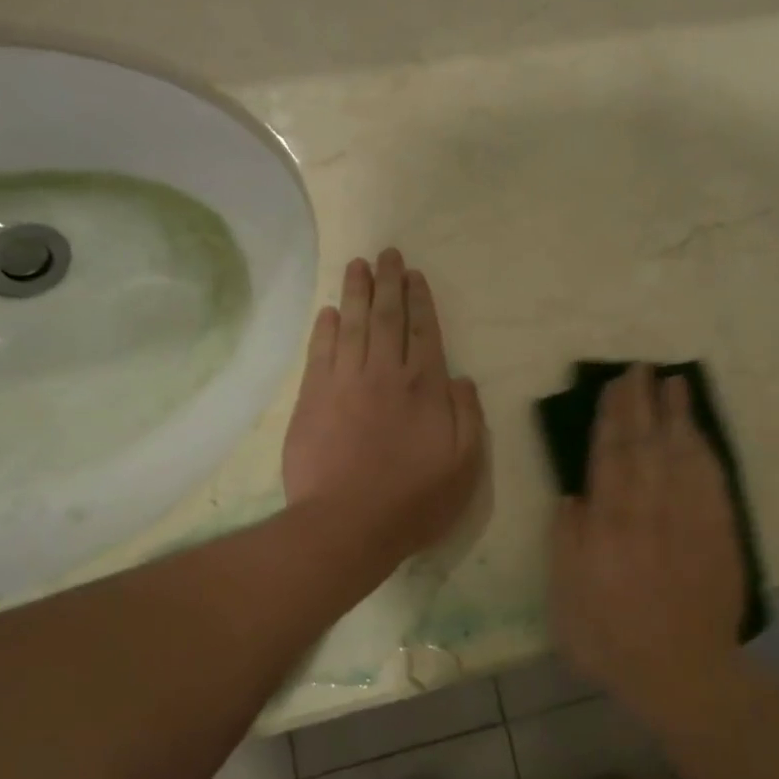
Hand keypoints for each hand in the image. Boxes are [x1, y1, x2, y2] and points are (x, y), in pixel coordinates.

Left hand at [282, 250, 485, 569]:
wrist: (346, 525)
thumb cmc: (413, 500)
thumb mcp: (464, 465)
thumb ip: (467, 416)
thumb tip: (460, 379)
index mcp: (424, 388)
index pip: (424, 332)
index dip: (420, 301)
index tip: (415, 275)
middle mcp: (384, 374)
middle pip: (386, 318)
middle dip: (387, 283)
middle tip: (386, 253)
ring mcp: (344, 383)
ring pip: (351, 326)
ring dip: (355, 293)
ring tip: (357, 265)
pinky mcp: (312, 399)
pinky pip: (320, 352)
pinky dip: (325, 329)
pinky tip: (329, 312)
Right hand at [549, 365, 742, 702]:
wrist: (681, 671)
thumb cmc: (612, 640)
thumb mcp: (565, 601)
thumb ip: (567, 544)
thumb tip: (572, 497)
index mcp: (608, 525)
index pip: (609, 457)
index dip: (610, 419)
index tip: (612, 389)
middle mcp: (649, 510)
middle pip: (645, 444)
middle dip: (641, 403)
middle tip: (640, 369)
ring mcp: (689, 518)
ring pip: (681, 453)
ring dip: (677, 415)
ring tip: (673, 383)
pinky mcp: (719, 531)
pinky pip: (712, 479)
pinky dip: (705, 450)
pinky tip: (699, 433)